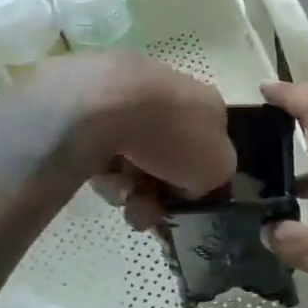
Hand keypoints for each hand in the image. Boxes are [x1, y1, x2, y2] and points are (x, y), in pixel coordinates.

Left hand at [36, 53, 235, 227]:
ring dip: (130, 190)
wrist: (108, 105)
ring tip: (123, 195)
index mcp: (205, 103)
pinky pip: (102, 156)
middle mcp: (168, 96)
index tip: (182, 202)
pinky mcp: (89, 114)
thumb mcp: (218, 166)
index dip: (194, 180)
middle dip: (156, 194)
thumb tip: (191, 180)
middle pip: (165, 161)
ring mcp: (126, 103)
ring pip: (132, 163)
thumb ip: (215, 175)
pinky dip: (105, 174)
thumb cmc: (174, 134)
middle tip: (146, 211)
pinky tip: (103, 176)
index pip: (205, 146)